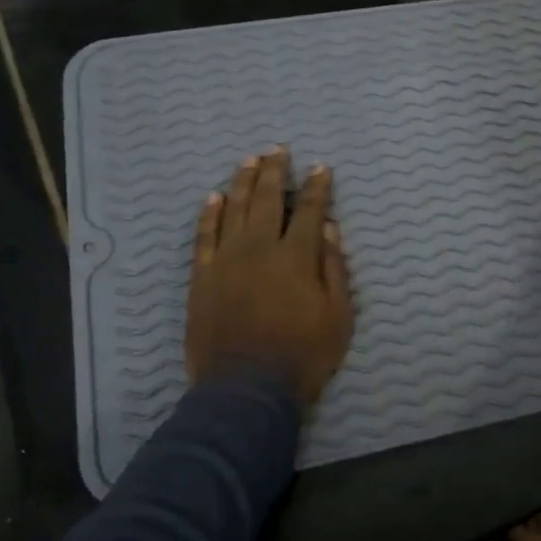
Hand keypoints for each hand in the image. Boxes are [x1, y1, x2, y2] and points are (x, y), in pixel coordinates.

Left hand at [186, 148, 353, 407]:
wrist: (245, 390)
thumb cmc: (302, 355)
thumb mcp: (338, 316)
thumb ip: (333, 268)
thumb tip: (328, 227)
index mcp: (296, 256)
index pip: (309, 210)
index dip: (317, 187)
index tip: (321, 168)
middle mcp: (259, 248)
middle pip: (266, 199)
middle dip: (275, 171)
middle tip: (278, 149)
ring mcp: (226, 260)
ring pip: (233, 209)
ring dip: (242, 182)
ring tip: (249, 161)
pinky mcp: (202, 277)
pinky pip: (203, 237)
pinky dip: (208, 215)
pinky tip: (213, 198)